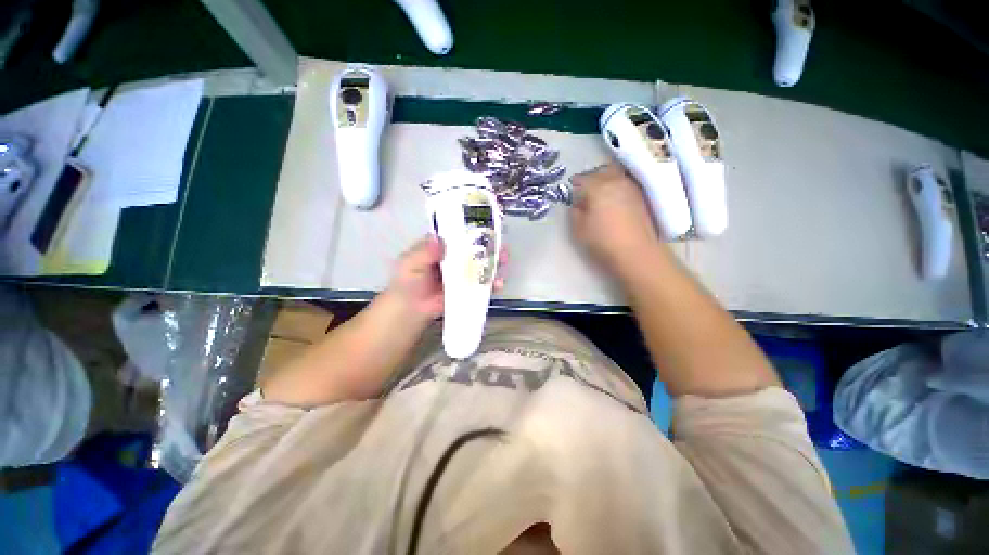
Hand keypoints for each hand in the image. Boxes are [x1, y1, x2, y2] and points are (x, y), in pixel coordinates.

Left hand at [386, 234, 505, 320]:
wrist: (411, 308)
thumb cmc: (408, 280)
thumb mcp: (410, 263)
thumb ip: (423, 252)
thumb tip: (439, 239)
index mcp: (444, 244)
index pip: (460, 231)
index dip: (474, 227)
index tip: (488, 226)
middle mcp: (458, 255)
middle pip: (478, 247)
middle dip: (492, 245)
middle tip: (501, 246)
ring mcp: (465, 272)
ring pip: (484, 264)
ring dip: (496, 262)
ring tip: (504, 262)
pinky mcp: (470, 287)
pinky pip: (484, 283)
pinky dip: (493, 283)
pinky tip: (498, 284)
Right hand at [570, 163, 662, 275]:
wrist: (636, 252)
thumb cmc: (603, 241)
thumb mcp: (579, 230)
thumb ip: (575, 213)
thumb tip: (578, 204)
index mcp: (598, 188)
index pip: (582, 179)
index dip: (575, 183)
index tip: (571, 189)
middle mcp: (616, 181)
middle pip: (601, 171)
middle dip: (591, 177)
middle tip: (585, 189)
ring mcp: (632, 188)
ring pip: (616, 175)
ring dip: (606, 180)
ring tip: (600, 194)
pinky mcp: (642, 197)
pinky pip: (625, 184)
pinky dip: (617, 187)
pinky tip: (614, 200)